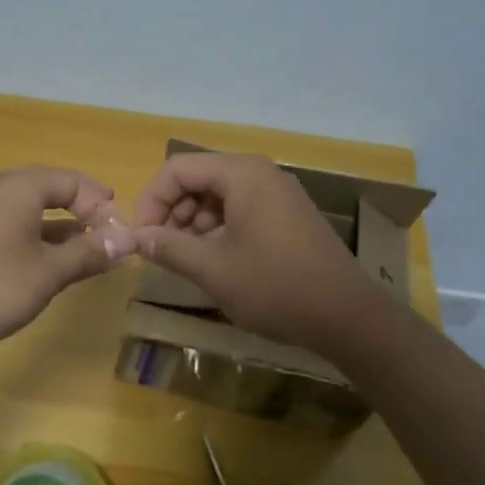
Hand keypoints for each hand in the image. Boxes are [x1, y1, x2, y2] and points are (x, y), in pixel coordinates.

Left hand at [0, 166, 136, 362]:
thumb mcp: (47, 272)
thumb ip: (88, 253)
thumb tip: (128, 238)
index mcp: (21, 189)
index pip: (74, 181)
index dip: (102, 204)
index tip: (123, 235)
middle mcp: (2, 196)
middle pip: (54, 194)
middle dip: (86, 215)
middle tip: (111, 240)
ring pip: (35, 217)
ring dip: (65, 235)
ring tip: (92, 259)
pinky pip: (18, 236)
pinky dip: (41, 249)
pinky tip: (53, 274)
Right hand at [131, 152, 388, 357]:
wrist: (347, 316)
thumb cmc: (275, 286)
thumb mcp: (213, 269)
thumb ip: (169, 247)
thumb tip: (137, 237)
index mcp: (242, 174)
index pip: (177, 169)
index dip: (152, 200)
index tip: (141, 237)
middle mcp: (260, 173)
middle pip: (198, 178)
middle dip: (172, 211)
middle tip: (161, 250)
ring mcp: (277, 193)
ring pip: (218, 196)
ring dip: (193, 223)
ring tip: (186, 259)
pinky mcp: (287, 215)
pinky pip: (240, 209)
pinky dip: (218, 229)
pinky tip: (215, 261)